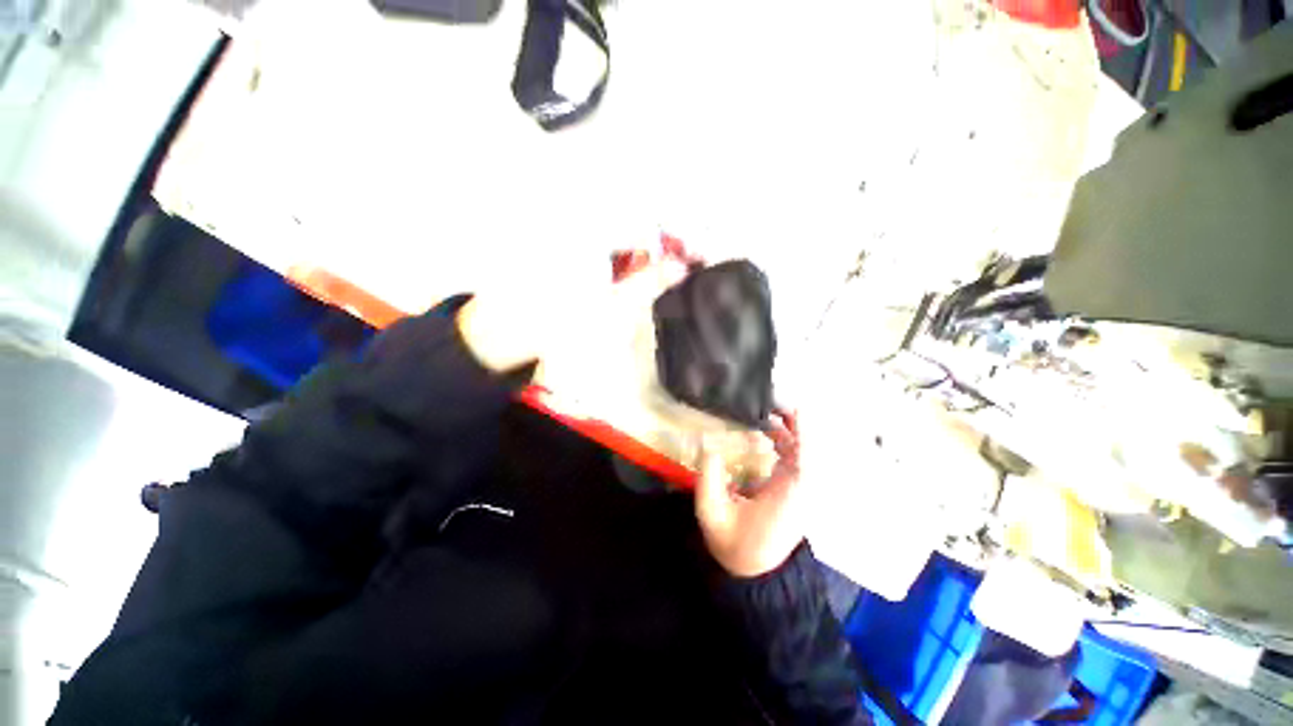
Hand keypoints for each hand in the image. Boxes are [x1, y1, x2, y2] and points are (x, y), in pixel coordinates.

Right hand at [695, 411, 806, 577]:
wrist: (750, 573)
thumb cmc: (733, 545)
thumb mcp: (712, 513)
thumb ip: (709, 478)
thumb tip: (708, 443)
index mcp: (787, 497)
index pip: (806, 458)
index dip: (804, 432)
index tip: (795, 407)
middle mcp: (800, 490)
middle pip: (808, 449)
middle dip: (793, 422)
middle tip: (770, 401)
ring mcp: (797, 489)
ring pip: (802, 452)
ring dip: (787, 429)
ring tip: (765, 410)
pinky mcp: (790, 489)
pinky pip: (793, 458)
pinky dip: (782, 441)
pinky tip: (765, 431)